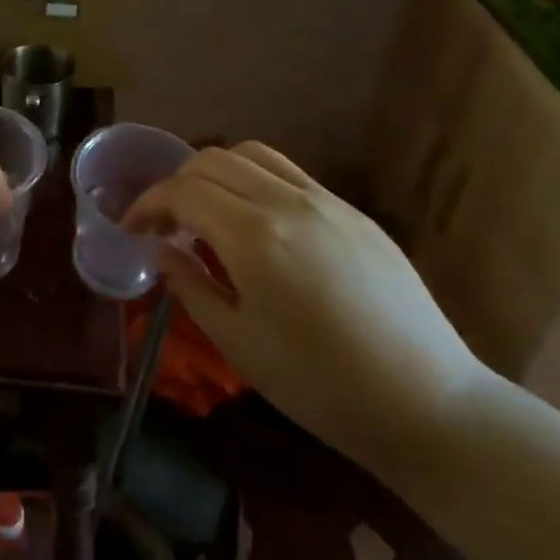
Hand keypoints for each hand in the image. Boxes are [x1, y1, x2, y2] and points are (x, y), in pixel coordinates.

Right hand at [125, 142, 486, 474]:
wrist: (428, 404)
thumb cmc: (320, 385)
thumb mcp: (239, 343)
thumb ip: (191, 286)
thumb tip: (163, 252)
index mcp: (254, 236)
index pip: (182, 191)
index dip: (147, 204)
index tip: (131, 228)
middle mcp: (288, 202)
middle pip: (212, 160)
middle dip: (175, 184)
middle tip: (164, 223)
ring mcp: (326, 201)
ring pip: (252, 155)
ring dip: (215, 173)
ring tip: (207, 213)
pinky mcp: (353, 213)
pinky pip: (290, 174)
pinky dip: (254, 181)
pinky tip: (256, 224)